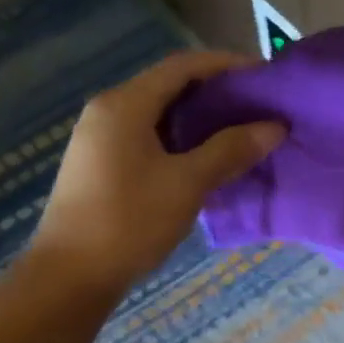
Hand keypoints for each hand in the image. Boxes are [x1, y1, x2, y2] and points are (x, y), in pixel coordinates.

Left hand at [32, 50, 284, 293]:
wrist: (69, 277)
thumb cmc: (129, 222)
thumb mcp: (187, 184)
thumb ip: (230, 150)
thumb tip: (274, 127)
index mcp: (125, 104)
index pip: (182, 66)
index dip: (226, 65)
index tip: (264, 75)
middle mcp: (108, 111)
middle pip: (169, 87)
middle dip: (215, 93)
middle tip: (257, 106)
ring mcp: (100, 139)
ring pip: (158, 115)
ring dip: (198, 119)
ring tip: (239, 132)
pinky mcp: (100, 165)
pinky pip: (147, 137)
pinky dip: (180, 140)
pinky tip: (205, 160)